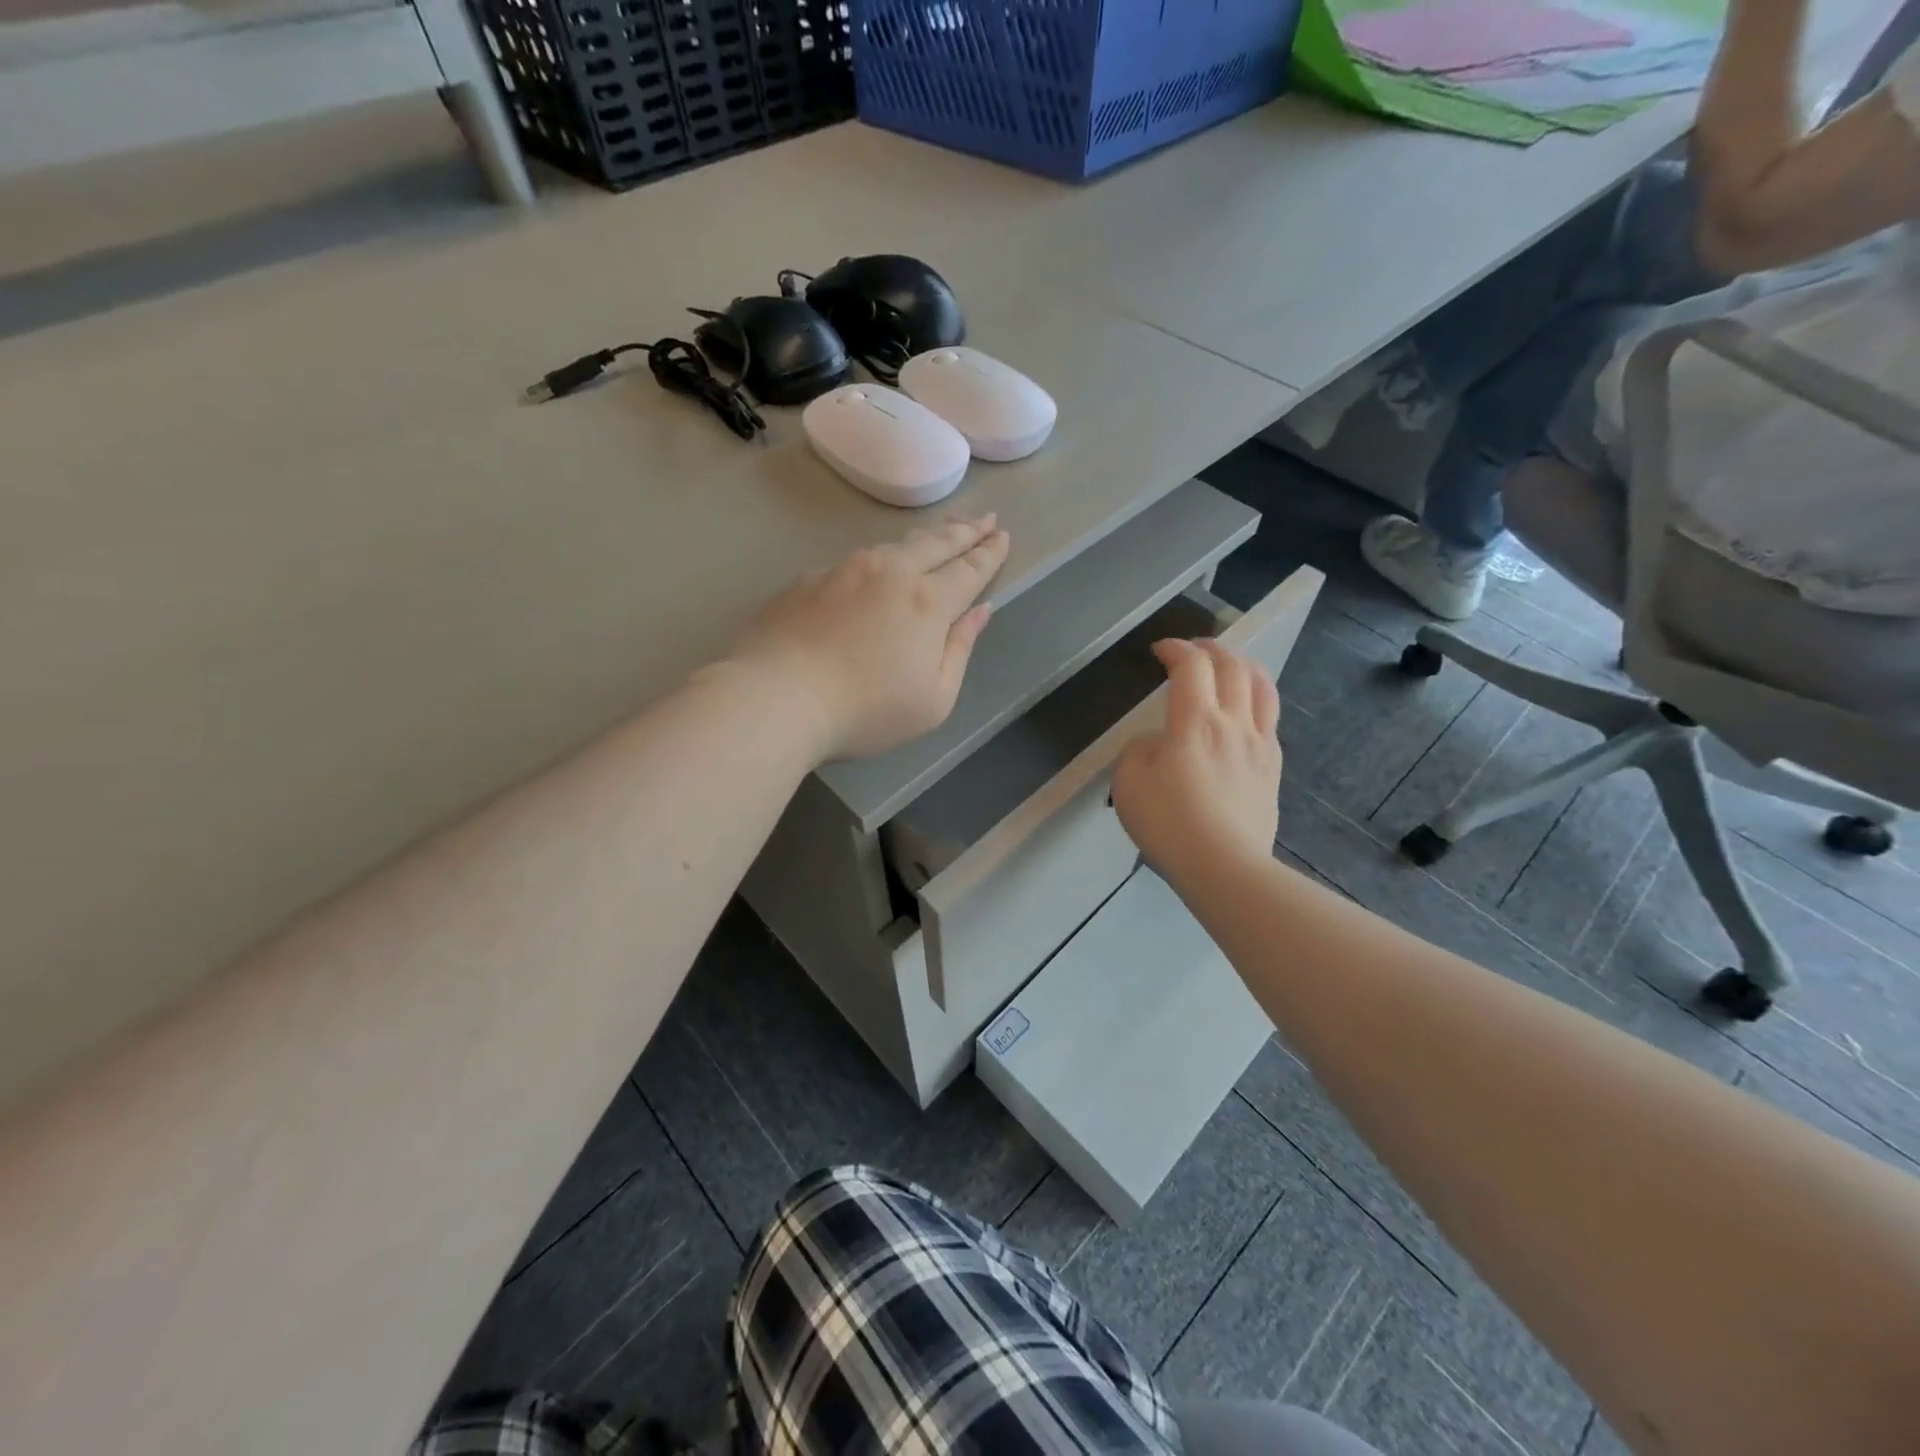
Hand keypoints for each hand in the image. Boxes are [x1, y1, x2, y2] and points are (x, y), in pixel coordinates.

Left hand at [728, 515, 1010, 760]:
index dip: (989, 553)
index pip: (969, 570)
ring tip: (937, 537)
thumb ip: (960, 651)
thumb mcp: (932, 700)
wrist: (775, 696)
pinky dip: (878, 561)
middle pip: (936, 543)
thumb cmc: (865, 711)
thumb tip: (980, 612)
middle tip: (984, 519)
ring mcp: (845, 570)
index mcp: (927, 602)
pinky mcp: (810, 579)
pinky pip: (855, 562)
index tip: (1002, 535)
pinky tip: (876, 570)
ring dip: (923, 539)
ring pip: (894, 545)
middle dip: (965, 531)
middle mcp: (890, 572)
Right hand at [1112, 638, 1282, 882]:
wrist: (1224, 867)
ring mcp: (1260, 745)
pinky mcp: (1273, 768)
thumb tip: (1157, 743)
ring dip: (1242, 666)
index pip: (1191, 666)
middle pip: (1233, 665)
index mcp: (1195, 722)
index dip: (1175, 648)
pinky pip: (1270, 719)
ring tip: (1227, 667)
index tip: (1159, 650)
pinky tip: (1243, 712)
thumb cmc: (1169, 824)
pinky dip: (1256, 699)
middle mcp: (1234, 723)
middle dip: (1210, 647)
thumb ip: (1138, 750)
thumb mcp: (1128, 784)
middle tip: (1191, 650)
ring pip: (1262, 686)